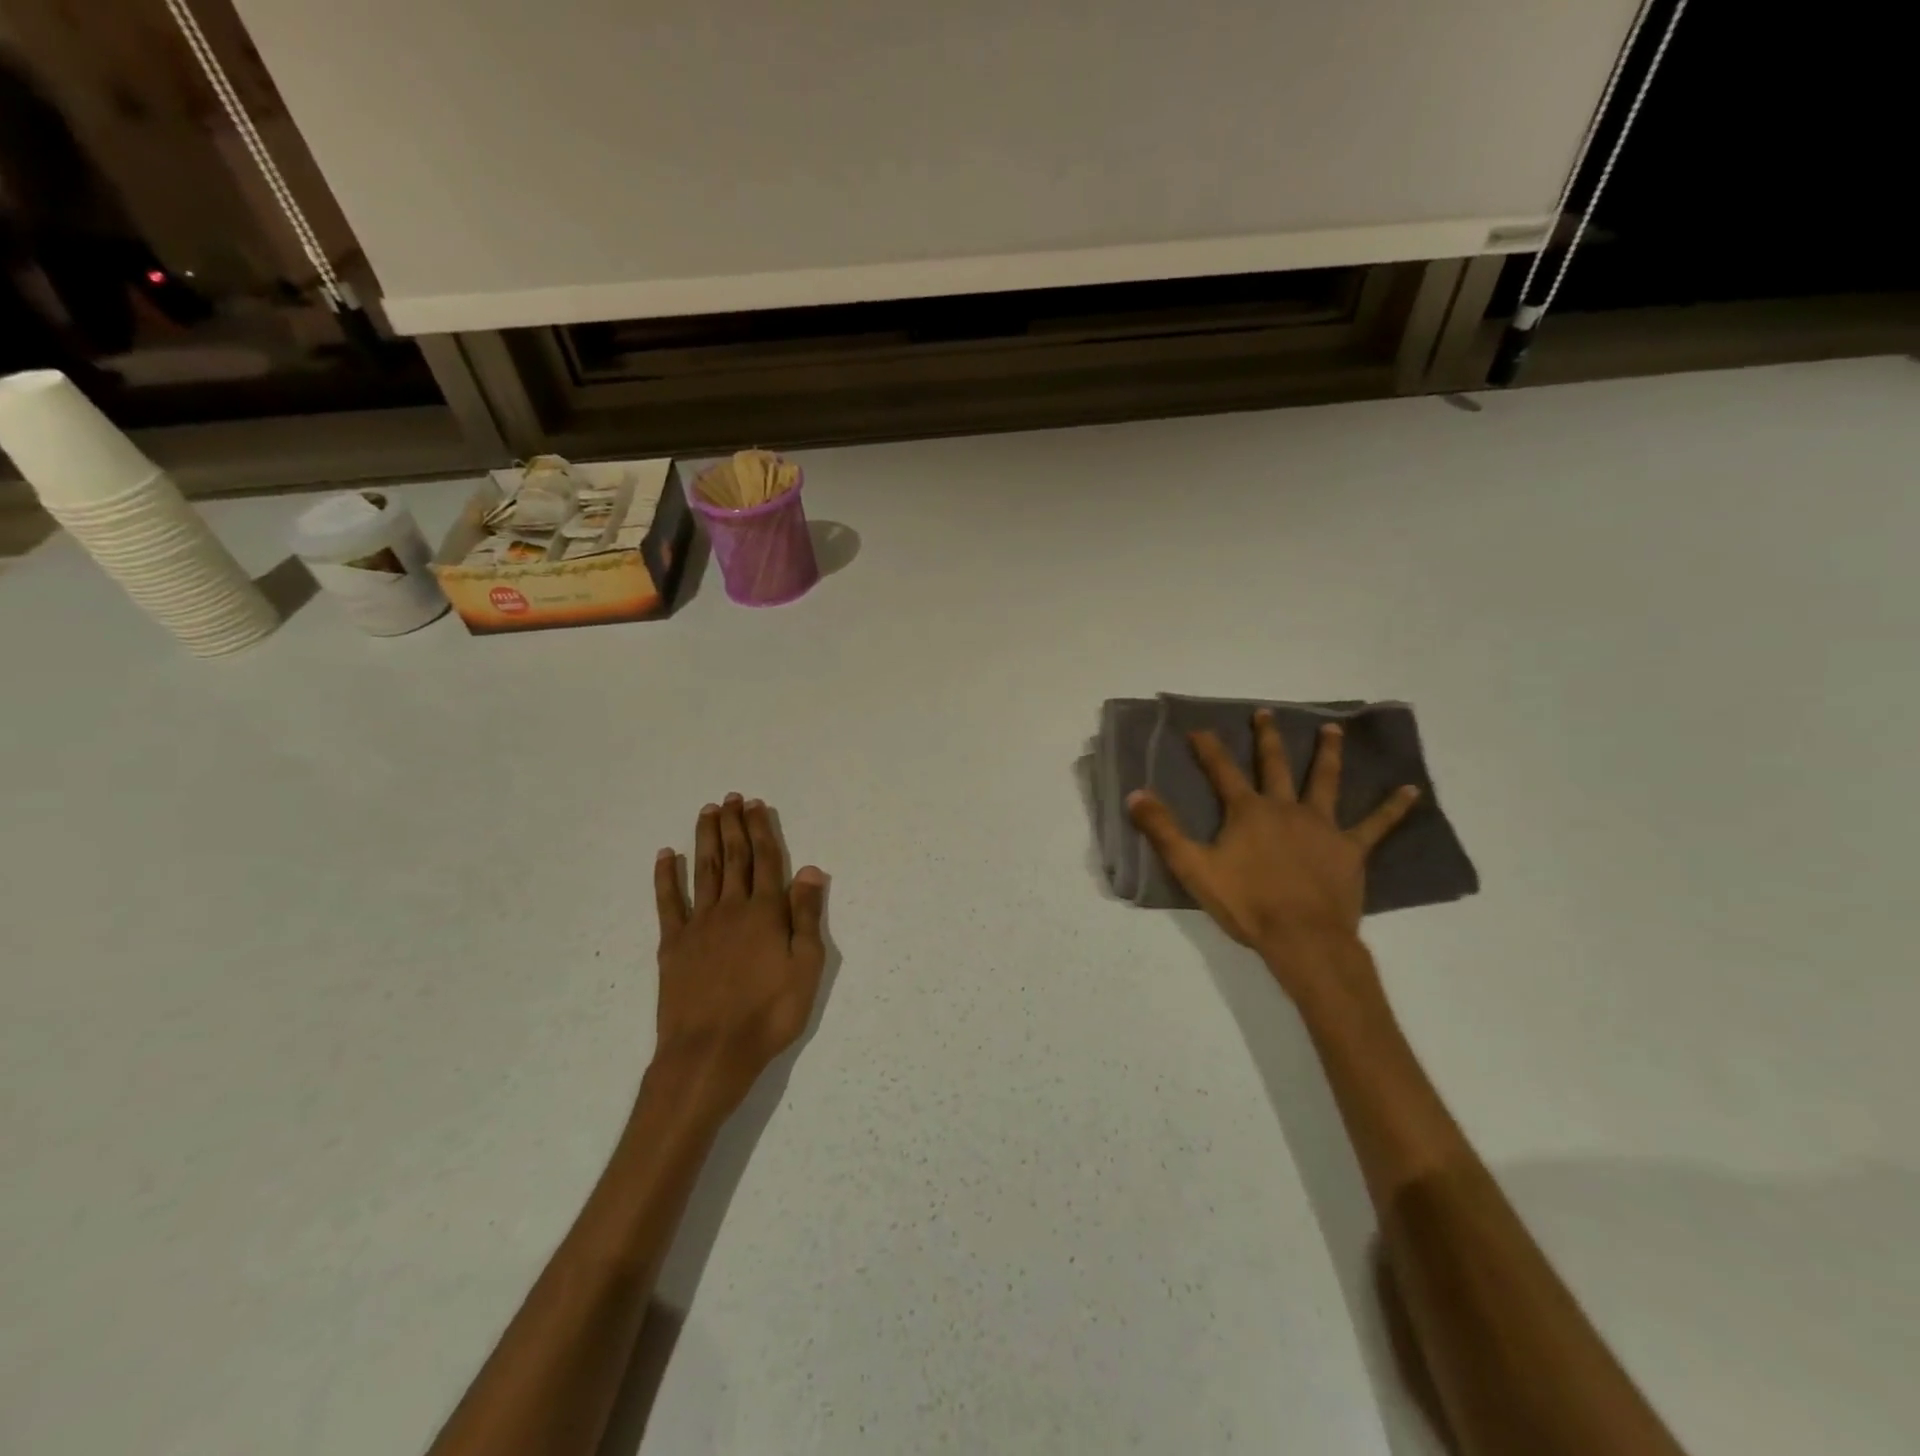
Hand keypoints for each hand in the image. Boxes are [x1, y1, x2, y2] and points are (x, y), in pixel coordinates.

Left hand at [651, 795, 827, 1116]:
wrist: (710, 1052)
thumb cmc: (769, 1014)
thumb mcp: (806, 968)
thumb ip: (806, 916)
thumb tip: (810, 869)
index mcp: (766, 912)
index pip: (766, 860)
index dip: (762, 830)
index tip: (757, 805)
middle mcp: (732, 908)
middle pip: (733, 857)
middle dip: (734, 825)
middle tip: (731, 798)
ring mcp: (699, 924)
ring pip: (703, 870)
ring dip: (705, 839)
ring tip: (708, 812)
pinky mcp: (672, 944)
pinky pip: (668, 902)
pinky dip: (666, 876)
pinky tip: (665, 856)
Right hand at [1127, 711, 1417, 998]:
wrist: (1302, 938)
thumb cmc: (1245, 904)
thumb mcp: (1193, 867)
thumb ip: (1163, 830)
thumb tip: (1136, 794)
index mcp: (1248, 812)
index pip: (1222, 771)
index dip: (1208, 749)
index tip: (1198, 728)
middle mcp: (1285, 808)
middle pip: (1275, 765)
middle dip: (1267, 738)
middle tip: (1265, 713)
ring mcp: (1322, 826)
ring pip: (1325, 781)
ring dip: (1328, 754)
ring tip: (1333, 730)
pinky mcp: (1350, 849)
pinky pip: (1376, 825)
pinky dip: (1393, 807)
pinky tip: (1412, 790)